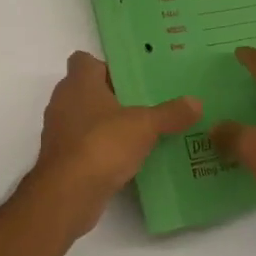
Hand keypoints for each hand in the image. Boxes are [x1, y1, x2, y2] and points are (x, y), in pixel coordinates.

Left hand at [29, 52, 200, 232]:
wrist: (68, 194)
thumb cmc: (102, 144)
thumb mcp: (144, 126)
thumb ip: (170, 113)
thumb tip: (196, 102)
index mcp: (79, 83)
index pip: (84, 60)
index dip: (106, 66)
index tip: (132, 78)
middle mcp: (63, 102)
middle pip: (87, 90)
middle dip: (113, 96)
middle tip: (146, 103)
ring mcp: (59, 132)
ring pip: (85, 119)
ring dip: (107, 124)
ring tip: (141, 131)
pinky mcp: (62, 159)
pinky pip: (85, 145)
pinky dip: (102, 149)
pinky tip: (128, 159)